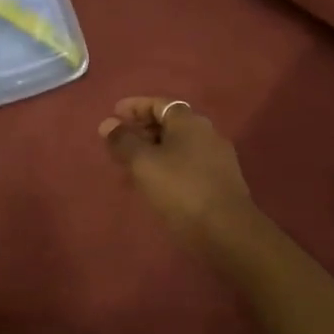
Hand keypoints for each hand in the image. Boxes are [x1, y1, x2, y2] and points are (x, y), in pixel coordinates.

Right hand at [99, 97, 252, 246]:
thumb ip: (123, 141)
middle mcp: (206, 133)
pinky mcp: (220, 180)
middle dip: (142, 129)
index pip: (159, 103)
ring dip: (153, 150)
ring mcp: (216, 157)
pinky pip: (187, 164)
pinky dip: (167, 166)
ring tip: (131, 164)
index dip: (134, 106)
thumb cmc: (180, 188)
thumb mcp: (143, 163)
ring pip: (178, 146)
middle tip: (119, 141)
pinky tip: (155, 183)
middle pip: (169, 123)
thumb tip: (107, 124)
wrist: (226, 229)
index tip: (114, 114)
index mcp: (189, 121)